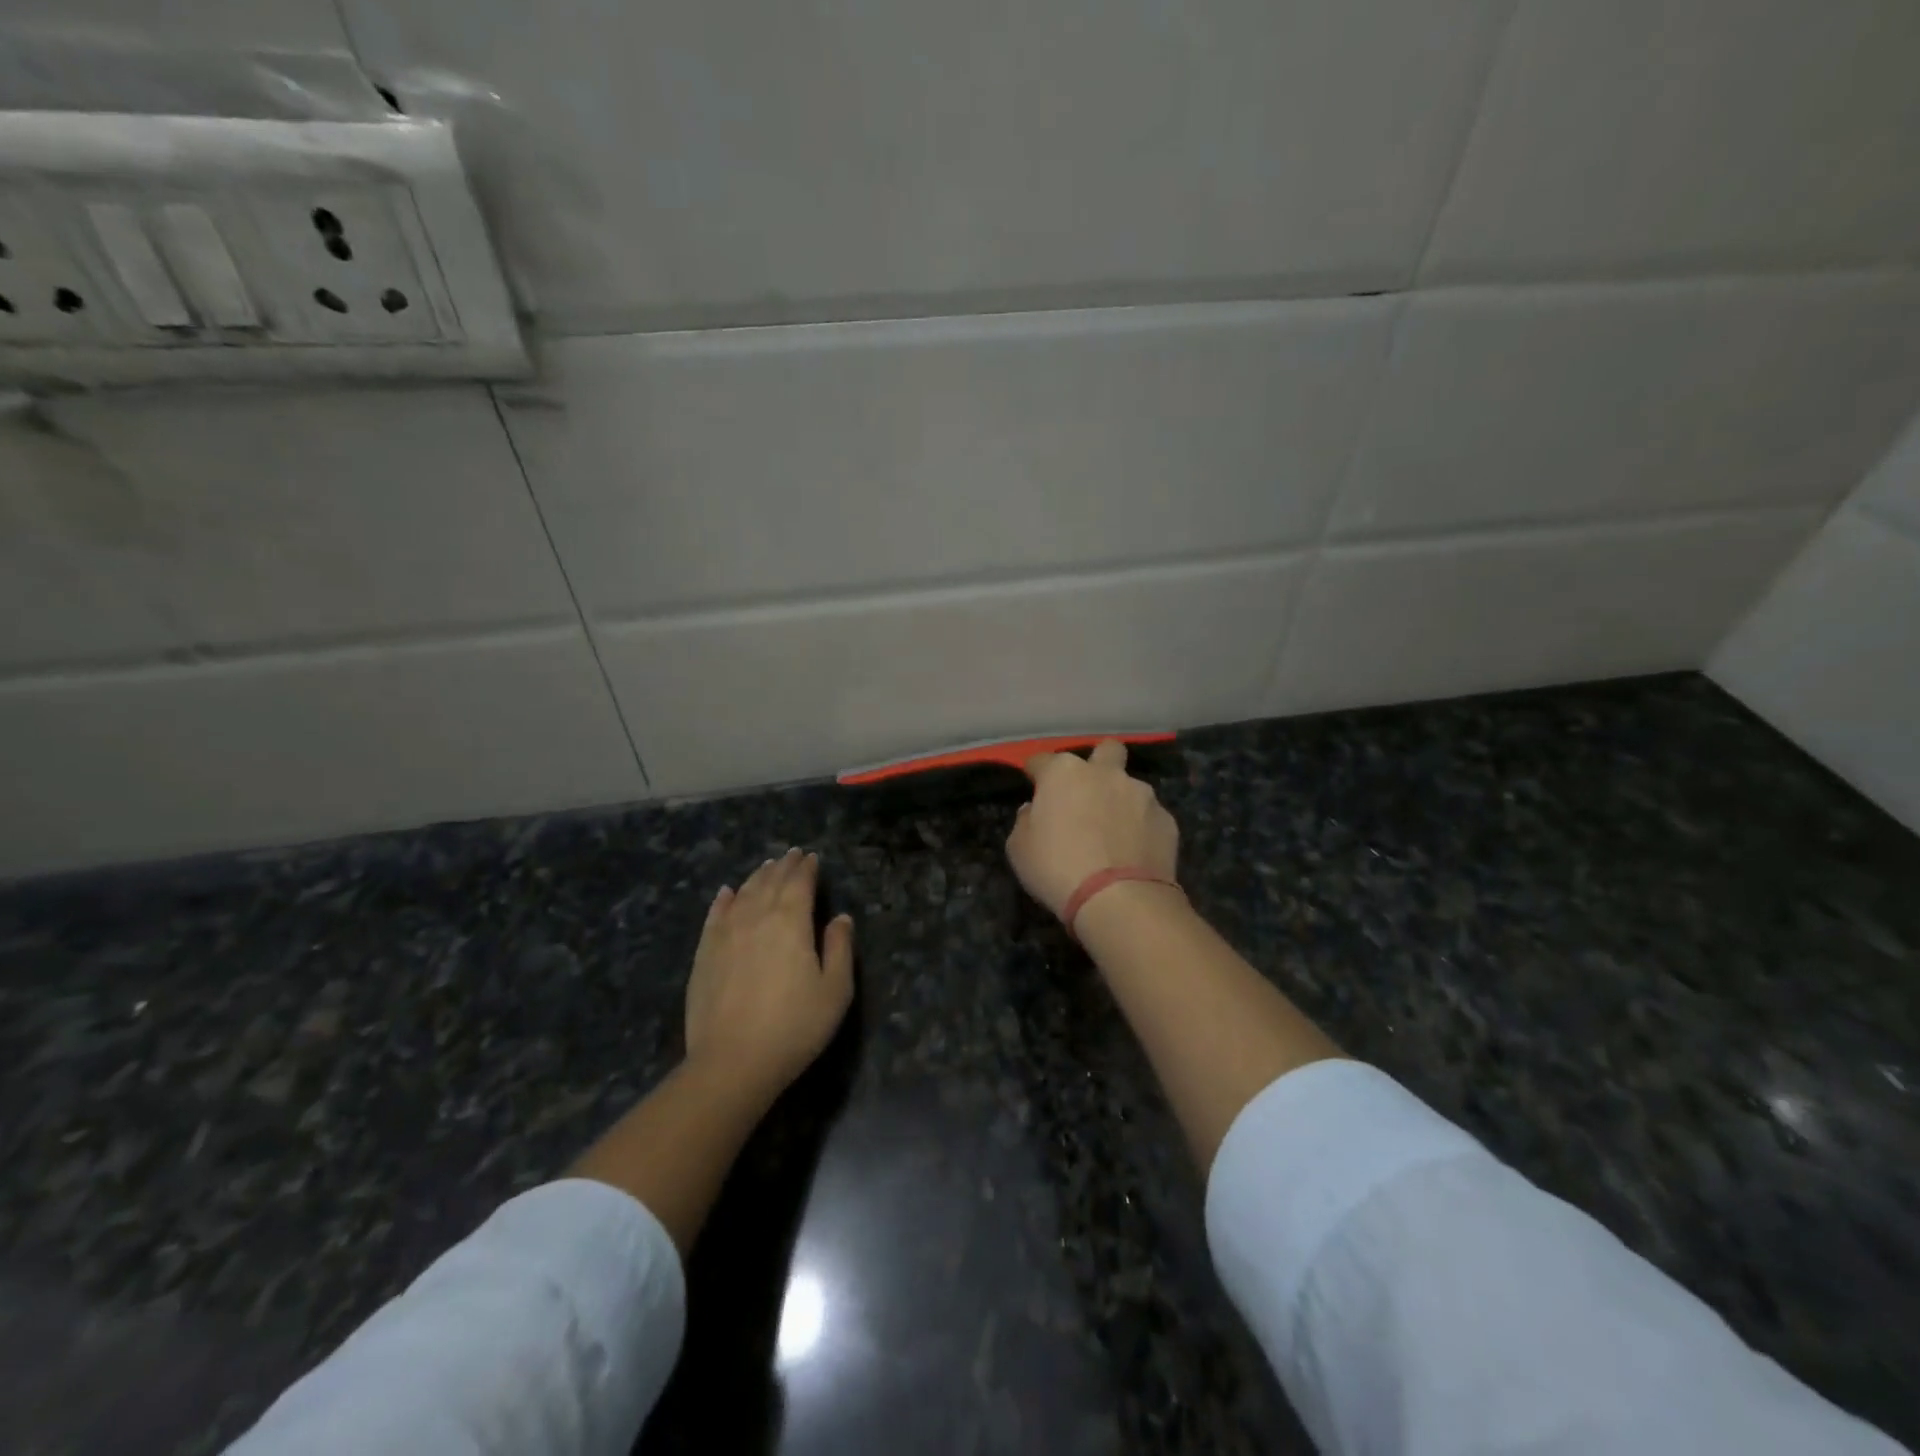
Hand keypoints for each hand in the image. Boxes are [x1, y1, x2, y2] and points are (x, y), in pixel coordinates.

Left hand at [684, 848, 853, 1101]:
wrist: (732, 1062)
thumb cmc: (794, 1026)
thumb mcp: (835, 990)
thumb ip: (840, 948)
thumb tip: (841, 918)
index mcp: (791, 921)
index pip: (799, 883)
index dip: (807, 868)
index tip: (812, 858)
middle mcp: (757, 917)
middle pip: (770, 882)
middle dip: (783, 866)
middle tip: (791, 855)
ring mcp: (726, 933)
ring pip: (743, 893)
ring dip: (757, 876)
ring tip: (766, 867)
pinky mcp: (704, 953)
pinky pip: (715, 914)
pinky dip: (724, 899)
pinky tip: (727, 892)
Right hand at [1006, 739, 1179, 918]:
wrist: (1119, 899)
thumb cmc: (1057, 868)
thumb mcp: (1019, 848)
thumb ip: (1026, 820)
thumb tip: (1035, 810)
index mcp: (1064, 773)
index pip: (1042, 760)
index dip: (1036, 773)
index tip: (1034, 786)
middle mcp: (1105, 773)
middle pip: (1105, 750)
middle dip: (1097, 763)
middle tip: (1087, 792)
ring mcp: (1141, 794)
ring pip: (1130, 785)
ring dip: (1120, 800)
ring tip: (1114, 832)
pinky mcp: (1167, 819)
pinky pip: (1149, 816)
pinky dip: (1141, 827)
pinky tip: (1134, 851)